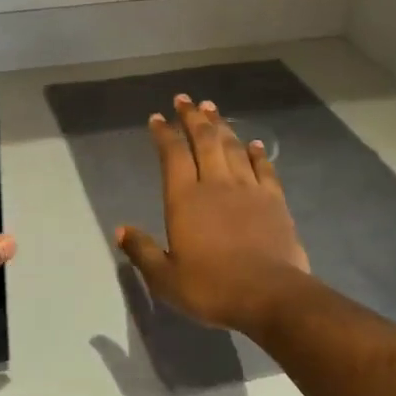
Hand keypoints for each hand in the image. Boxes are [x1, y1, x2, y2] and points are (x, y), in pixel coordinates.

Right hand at [115, 95, 310, 335]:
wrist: (270, 296)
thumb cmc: (212, 287)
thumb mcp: (165, 278)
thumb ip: (142, 252)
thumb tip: (120, 231)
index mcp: (185, 199)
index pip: (172, 155)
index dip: (163, 133)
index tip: (157, 118)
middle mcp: (215, 184)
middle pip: (204, 140)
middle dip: (192, 117)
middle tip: (185, 99)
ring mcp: (249, 189)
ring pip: (233, 147)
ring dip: (222, 126)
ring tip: (212, 109)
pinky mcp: (274, 201)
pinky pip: (263, 168)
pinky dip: (257, 153)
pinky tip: (253, 144)